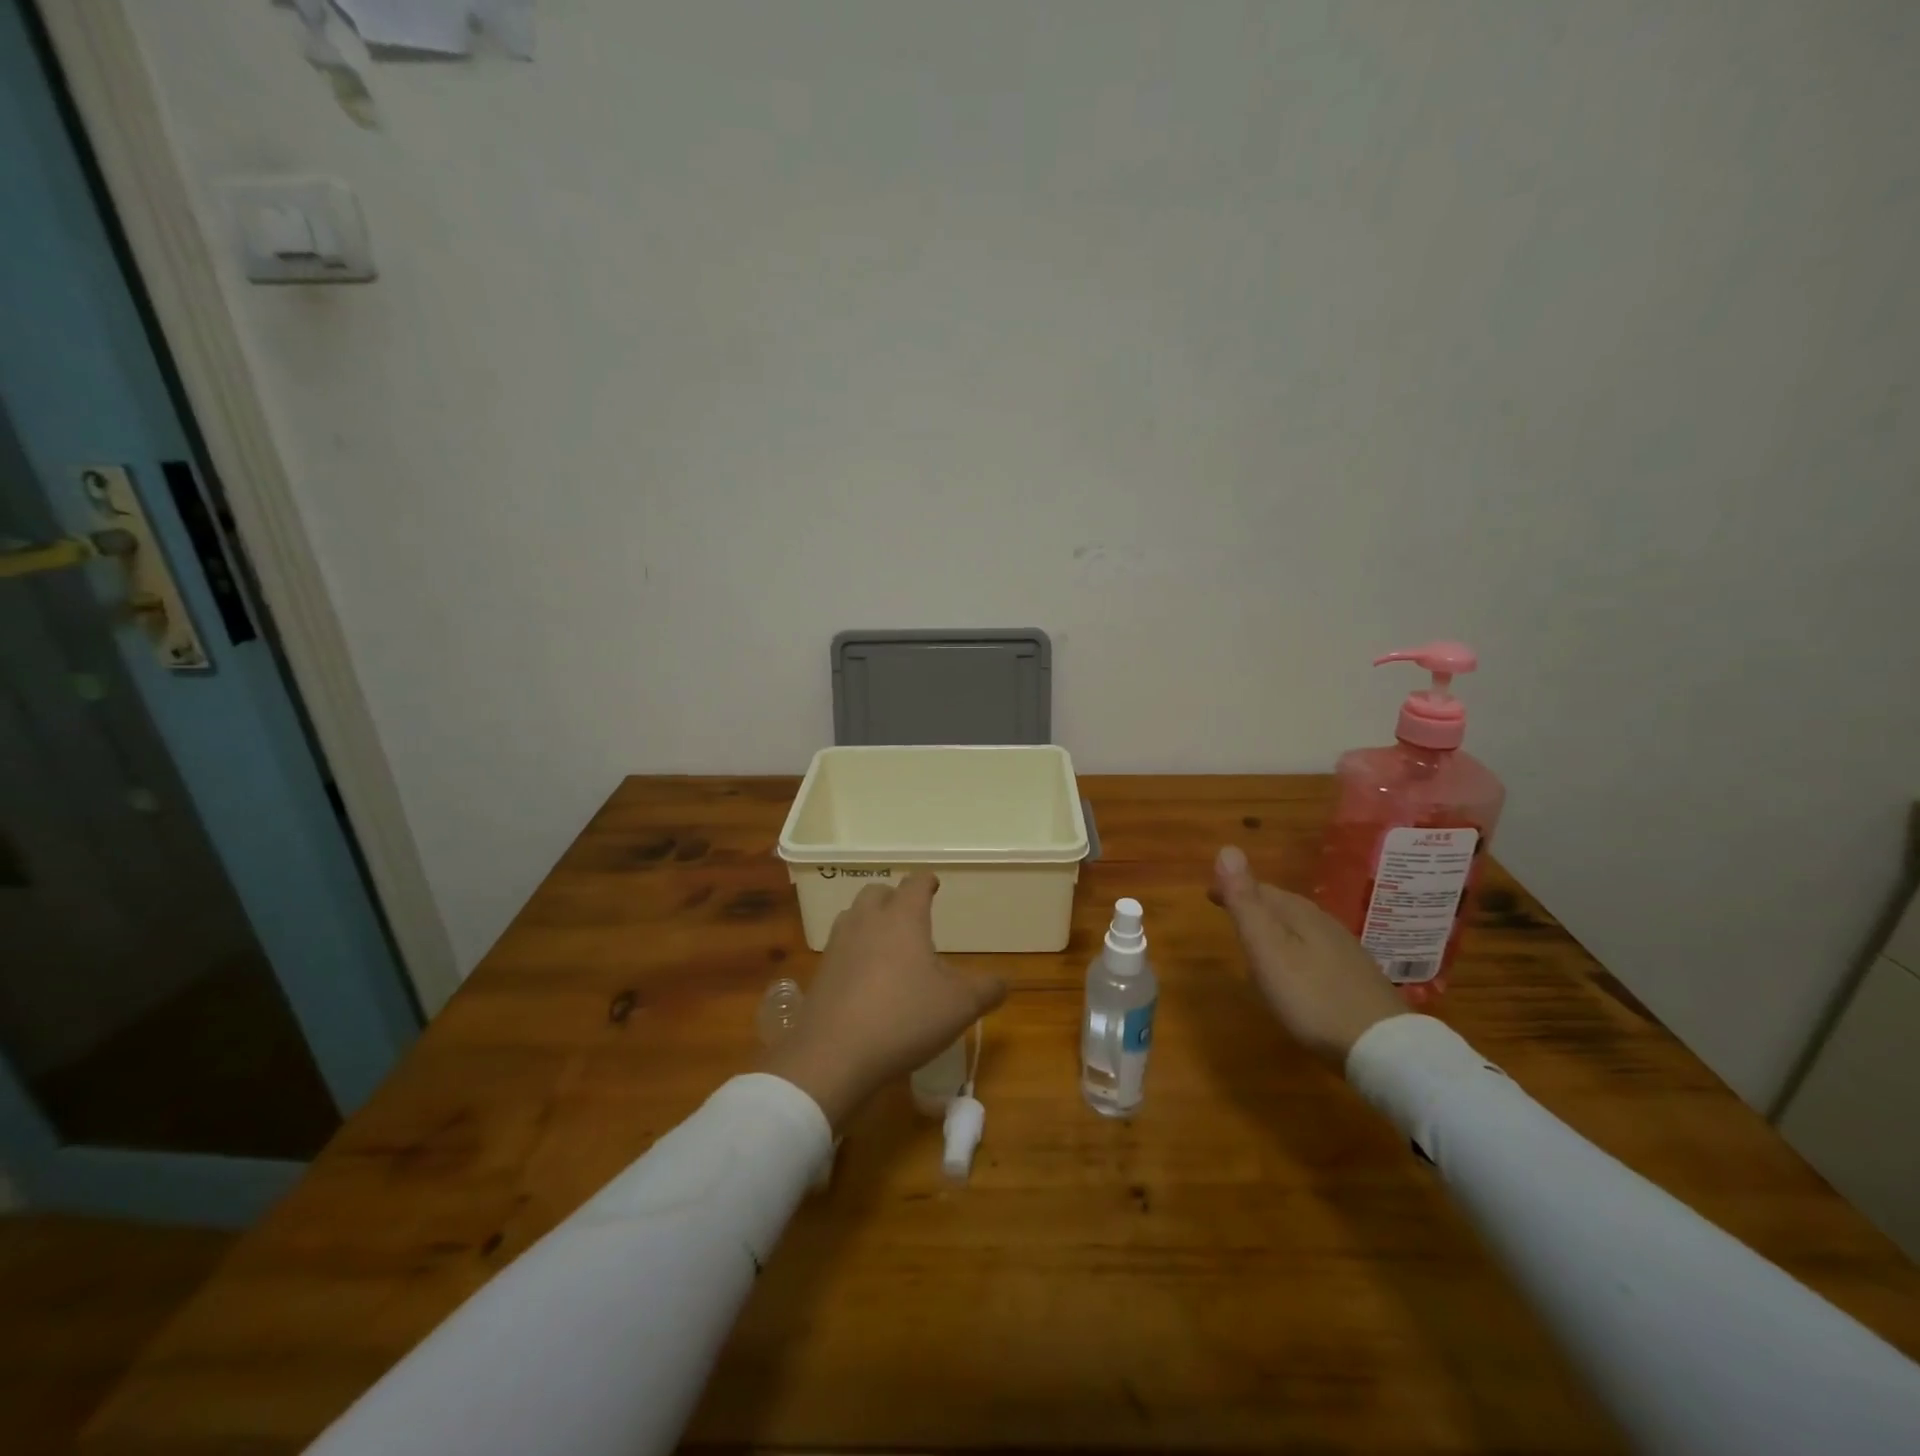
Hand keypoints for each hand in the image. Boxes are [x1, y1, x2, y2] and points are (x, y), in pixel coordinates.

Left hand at [760, 874, 1006, 1129]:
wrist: (833, 1054)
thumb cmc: (904, 1018)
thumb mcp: (959, 1007)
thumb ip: (986, 990)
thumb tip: (1002, 983)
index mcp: (902, 919)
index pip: (915, 884)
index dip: (926, 882)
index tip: (933, 884)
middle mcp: (867, 922)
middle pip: (877, 892)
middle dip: (894, 897)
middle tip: (910, 914)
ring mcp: (838, 946)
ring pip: (853, 916)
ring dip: (869, 920)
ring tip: (886, 942)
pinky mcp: (821, 973)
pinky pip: (840, 947)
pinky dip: (854, 950)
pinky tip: (864, 976)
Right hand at [1211, 845, 1407, 1067]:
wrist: (1383, 1047)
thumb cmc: (1312, 997)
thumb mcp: (1267, 949)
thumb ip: (1245, 903)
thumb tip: (1227, 849)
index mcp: (1299, 913)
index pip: (1259, 888)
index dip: (1232, 888)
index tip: (1208, 894)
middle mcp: (1323, 922)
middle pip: (1281, 904)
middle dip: (1253, 903)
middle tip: (1228, 912)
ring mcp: (1343, 949)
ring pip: (1299, 925)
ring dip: (1274, 925)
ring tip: (1256, 938)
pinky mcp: (1355, 975)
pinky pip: (1314, 947)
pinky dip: (1294, 946)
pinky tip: (1294, 967)